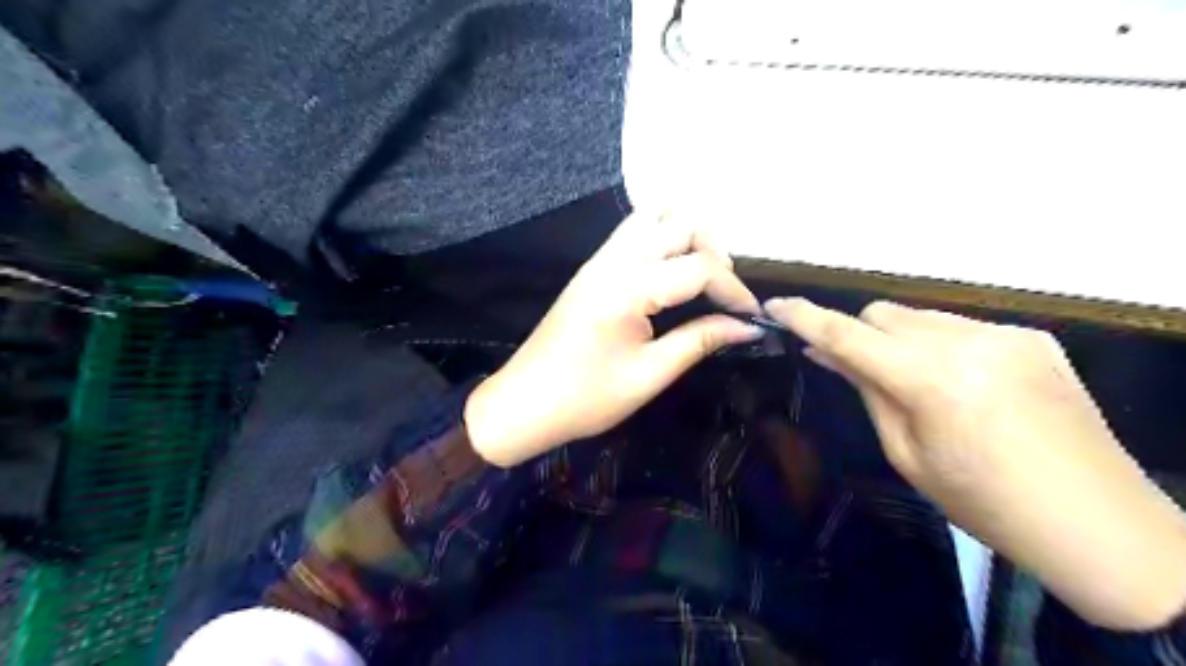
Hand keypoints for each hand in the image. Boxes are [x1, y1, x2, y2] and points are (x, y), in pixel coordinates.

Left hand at [463, 215, 759, 468]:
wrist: (523, 403)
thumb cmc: (585, 399)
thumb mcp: (649, 375)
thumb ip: (700, 341)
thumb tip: (748, 327)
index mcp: (628, 288)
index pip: (699, 266)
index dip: (734, 288)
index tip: (752, 316)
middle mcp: (614, 260)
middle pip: (679, 222)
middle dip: (714, 251)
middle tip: (725, 294)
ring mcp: (599, 260)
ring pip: (653, 217)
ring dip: (687, 236)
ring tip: (702, 277)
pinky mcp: (592, 268)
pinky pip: (633, 232)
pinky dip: (662, 238)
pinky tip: (672, 272)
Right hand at [764, 300, 1185, 631]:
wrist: (1097, 523)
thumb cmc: (983, 503)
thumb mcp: (906, 452)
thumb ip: (865, 390)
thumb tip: (824, 351)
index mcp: (931, 381)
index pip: (848, 334)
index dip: (805, 317)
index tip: (774, 306)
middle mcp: (968, 342)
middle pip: (883, 314)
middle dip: (859, 335)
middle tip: (857, 371)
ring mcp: (1006, 334)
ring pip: (919, 316)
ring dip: (898, 339)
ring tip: (916, 384)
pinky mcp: (1033, 336)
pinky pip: (959, 326)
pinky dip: (939, 345)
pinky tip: (961, 384)